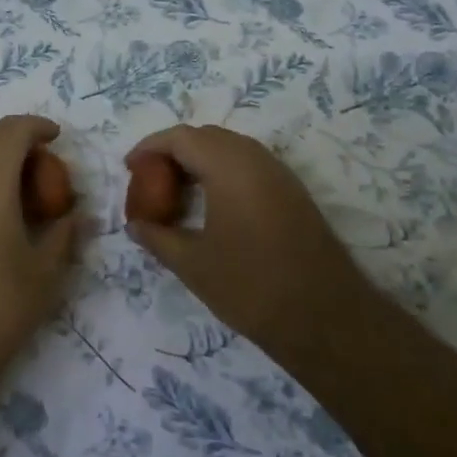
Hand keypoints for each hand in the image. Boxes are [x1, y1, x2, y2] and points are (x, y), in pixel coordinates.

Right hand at [124, 124, 364, 368]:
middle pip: (206, 136)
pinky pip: (249, 164)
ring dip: (199, 160)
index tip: (129, 167)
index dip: (150, 147)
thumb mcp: (193, 264)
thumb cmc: (251, 287)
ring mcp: (279, 173)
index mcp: (228, 167)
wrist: (327, 319)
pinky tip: (211, 203)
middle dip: (173, 151)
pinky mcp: (293, 191)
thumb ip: (157, 237)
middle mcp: (255, 158)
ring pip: (230, 147)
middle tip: (150, 179)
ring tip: (176, 190)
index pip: (181, 138)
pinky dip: (222, 171)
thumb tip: (134, 224)